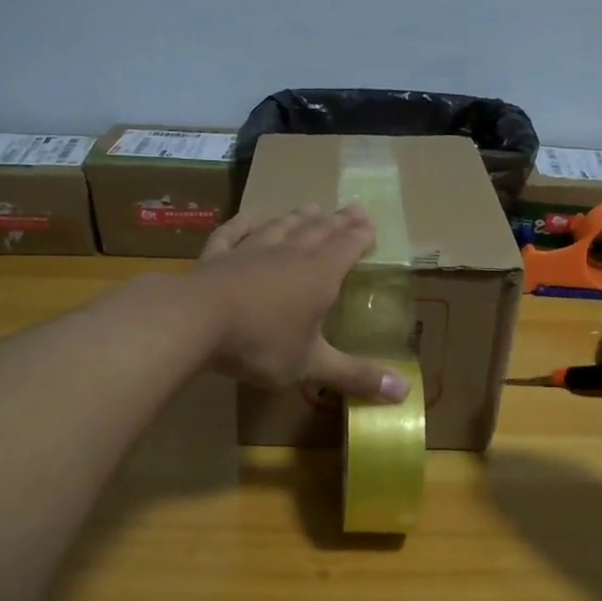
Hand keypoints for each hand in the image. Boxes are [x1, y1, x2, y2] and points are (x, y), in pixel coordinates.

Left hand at [190, 205, 409, 401]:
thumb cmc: (262, 342)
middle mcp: (289, 254)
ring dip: (298, 218)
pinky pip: (232, 234)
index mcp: (319, 275)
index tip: (370, 222)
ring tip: (311, 207)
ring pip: (281, 227)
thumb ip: (355, 376)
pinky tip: (247, 217)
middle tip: (353, 207)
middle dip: (338, 221)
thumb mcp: (311, 364)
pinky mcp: (217, 256)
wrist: (195, 320)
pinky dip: (241, 224)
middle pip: (319, 231)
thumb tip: (405, 393)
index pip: (347, 247)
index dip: (361, 236)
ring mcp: (251, 250)